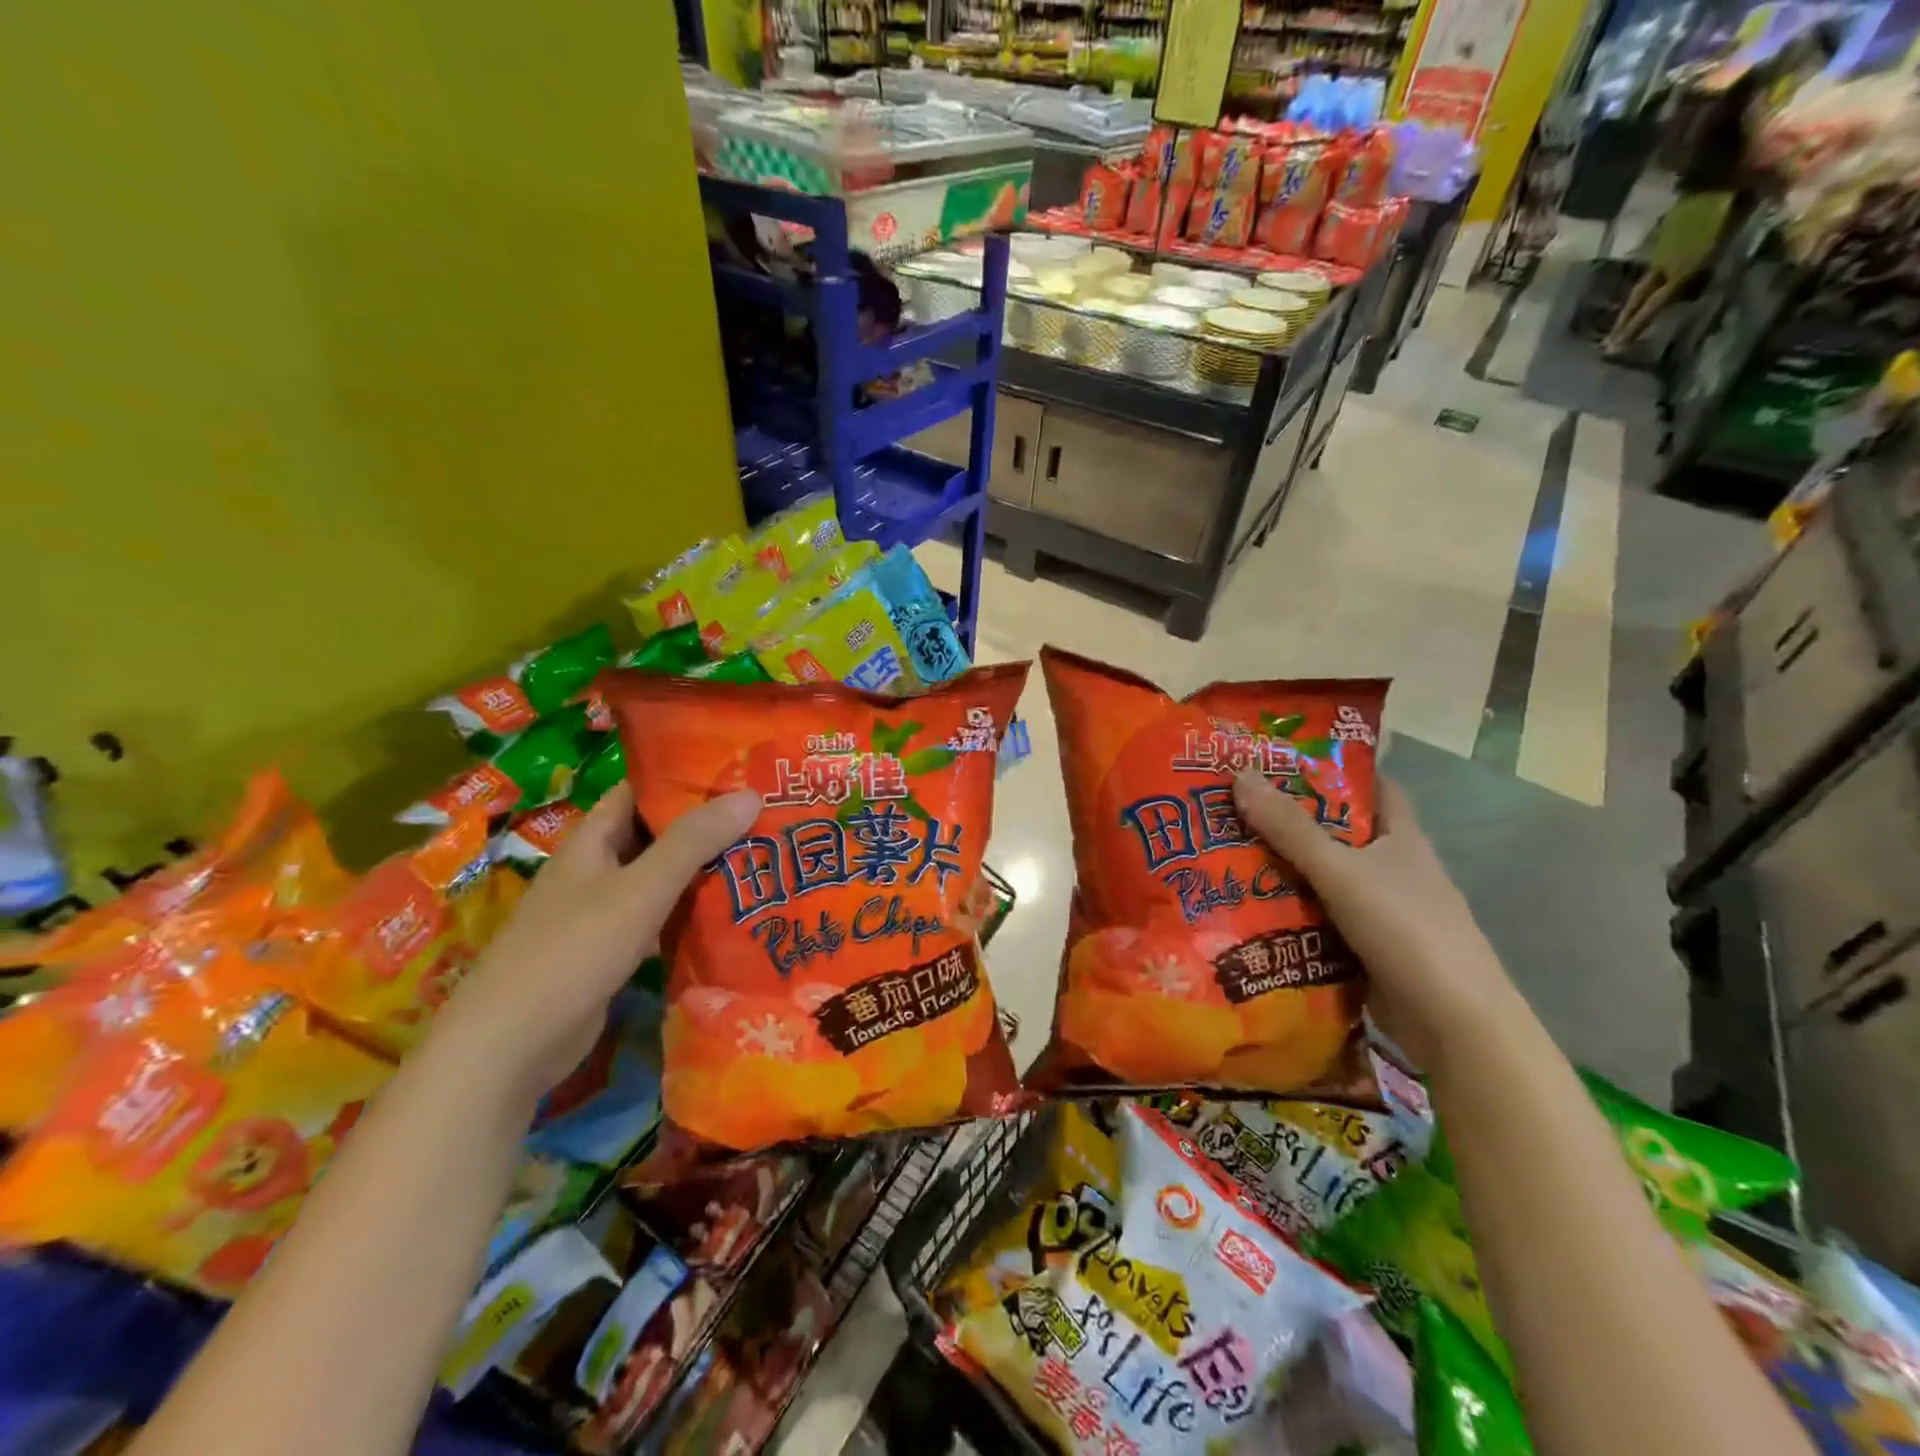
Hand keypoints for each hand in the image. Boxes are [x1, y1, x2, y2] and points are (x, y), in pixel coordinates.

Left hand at [430, 784, 760, 1104]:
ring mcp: (601, 915)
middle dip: (705, 826)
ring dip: (702, 871)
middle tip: (766, 817)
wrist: (509, 1049)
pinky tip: (730, 915)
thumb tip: (751, 793)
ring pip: (660, 880)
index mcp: (592, 842)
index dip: (683, 778)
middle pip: (655, 836)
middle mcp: (595, 871)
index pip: (639, 791)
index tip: (738, 772)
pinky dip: (689, 914)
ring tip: (761, 858)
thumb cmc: (572, 952)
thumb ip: (693, 842)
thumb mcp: (639, 890)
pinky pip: (658, 921)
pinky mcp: (611, 955)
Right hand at [1232, 770, 1512, 1070]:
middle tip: (1233, 806)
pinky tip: (1247, 907)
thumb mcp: (1342, 871)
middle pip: (1337, 832)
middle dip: (1290, 820)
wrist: (1453, 1022)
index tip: (1283, 758)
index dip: (1335, 767)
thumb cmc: (1405, 928)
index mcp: (1401, 837)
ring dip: (1283, 869)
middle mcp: (1393, 868)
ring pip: (1324, 877)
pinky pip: (1319, 917)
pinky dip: (1289, 911)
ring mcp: (1381, 909)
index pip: (1372, 785)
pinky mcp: (1365, 946)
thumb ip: (1290, 828)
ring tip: (1225, 852)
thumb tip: (1240, 775)